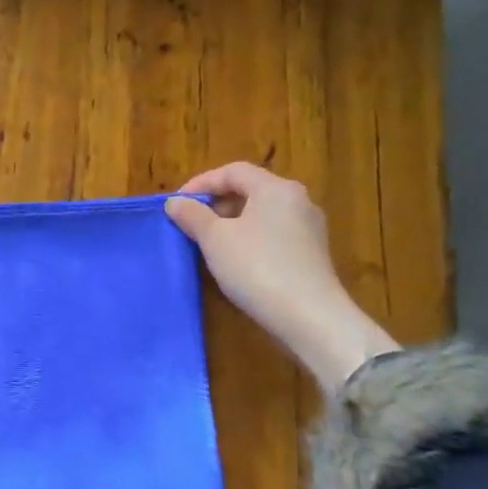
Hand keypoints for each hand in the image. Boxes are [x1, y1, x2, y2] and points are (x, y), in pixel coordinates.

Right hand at [165, 163, 397, 391]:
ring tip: (207, 243)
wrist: (309, 317)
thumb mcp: (215, 239)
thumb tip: (175, 202)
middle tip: (190, 222)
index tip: (177, 203)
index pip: (233, 171)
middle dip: (216, 203)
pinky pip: (273, 234)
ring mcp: (309, 228)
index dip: (201, 182)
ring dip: (231, 222)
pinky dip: (249, 238)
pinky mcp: (311, 254)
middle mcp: (298, 201)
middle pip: (250, 190)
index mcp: (276, 189)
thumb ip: (193, 215)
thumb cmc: (256, 267)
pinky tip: (234, 260)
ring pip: (261, 214)